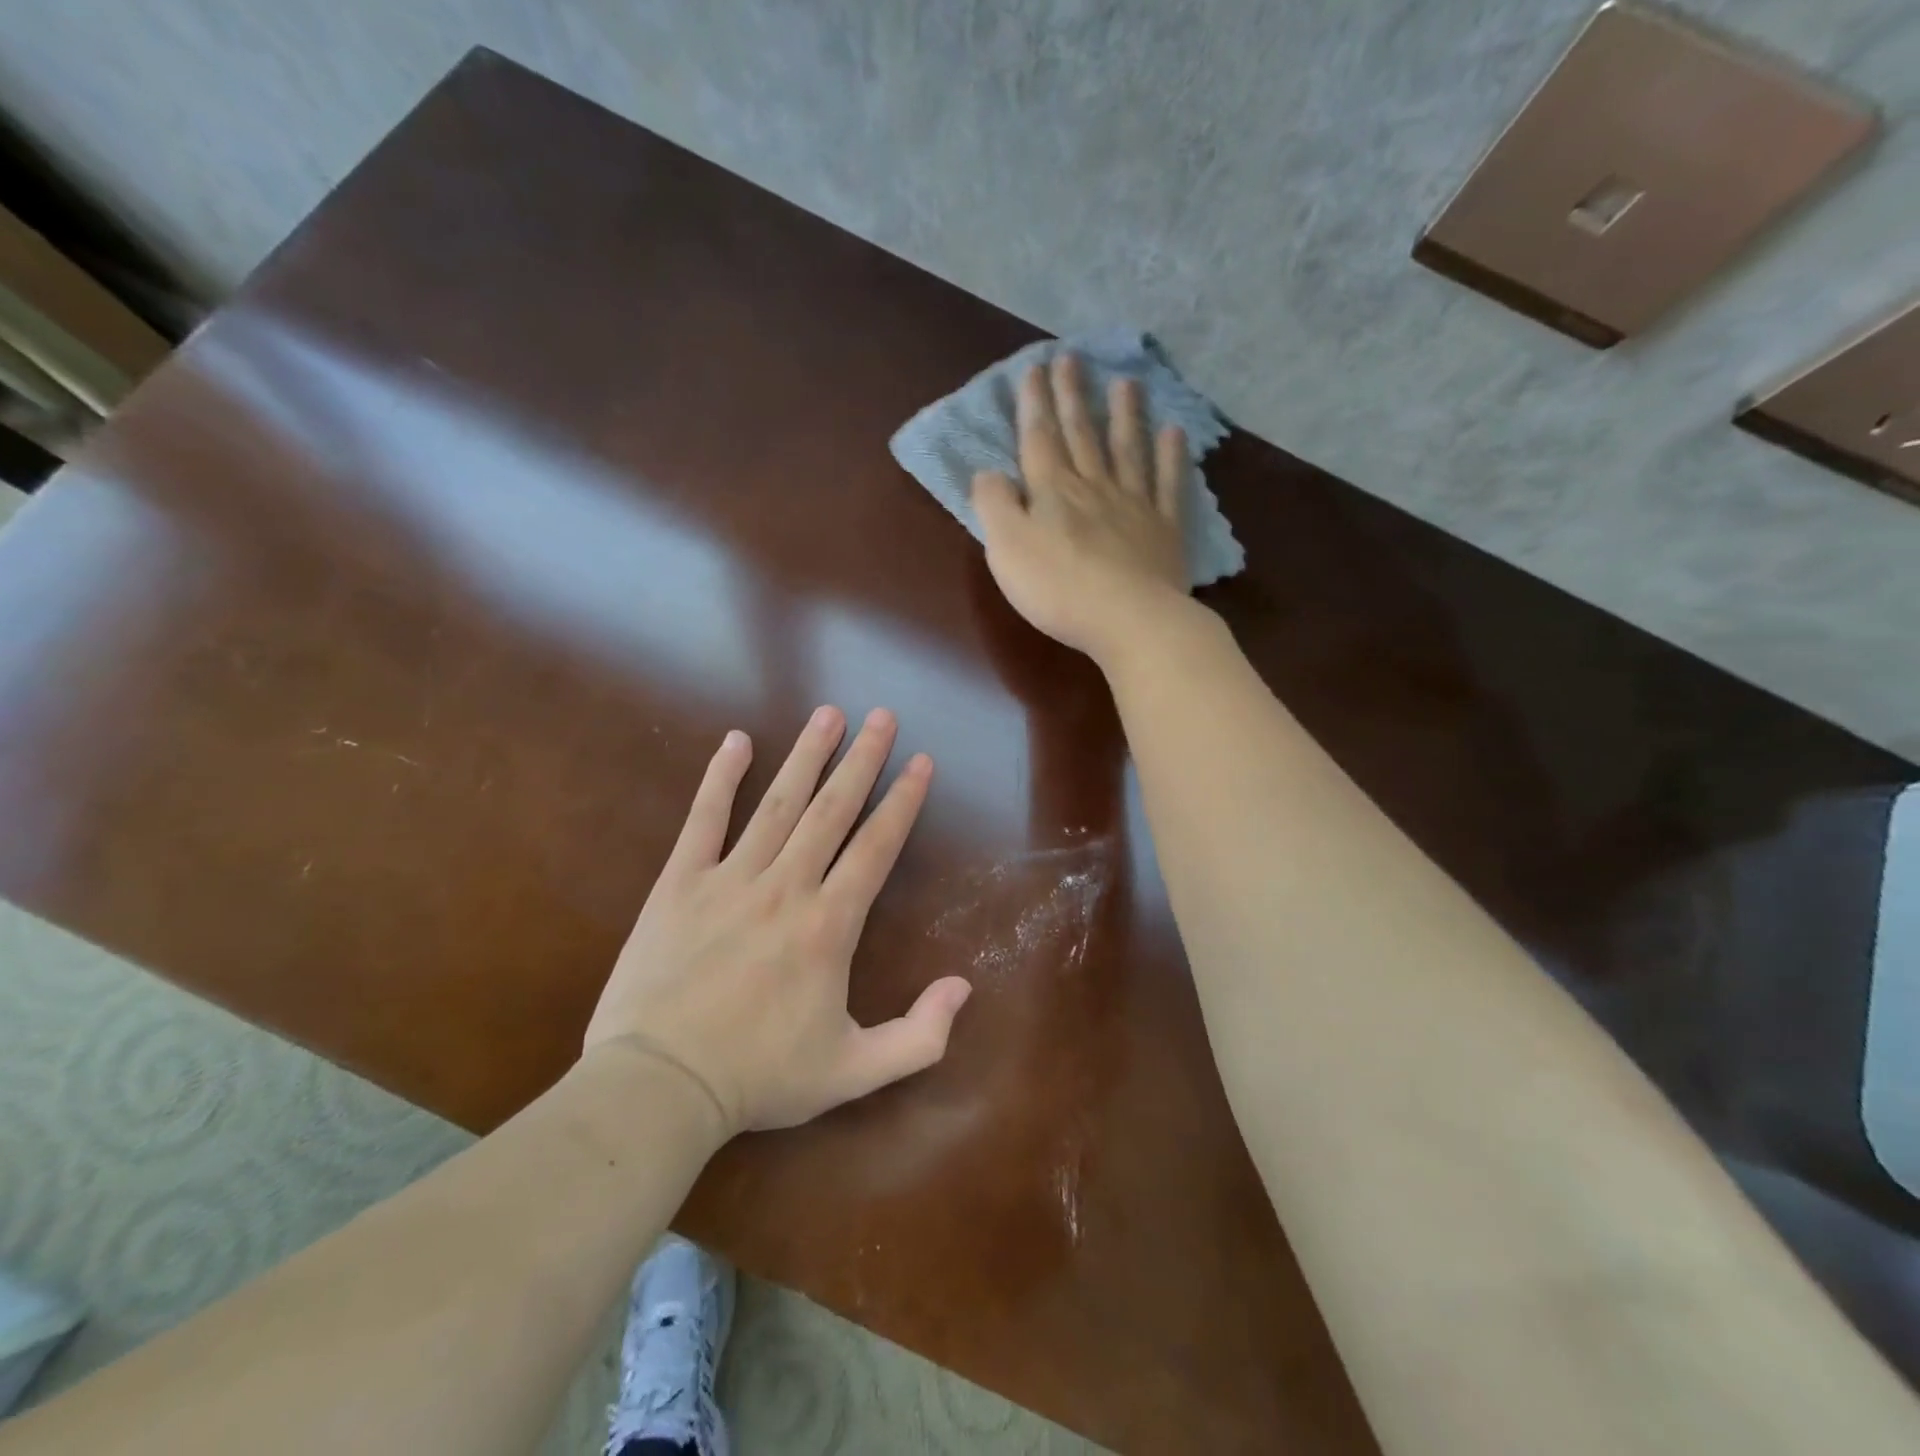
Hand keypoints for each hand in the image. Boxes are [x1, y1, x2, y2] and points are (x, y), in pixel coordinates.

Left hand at [583, 707, 971, 1136]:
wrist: (658, 1088)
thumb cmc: (759, 1078)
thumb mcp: (854, 1072)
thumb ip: (919, 1035)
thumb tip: (964, 987)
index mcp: (829, 925)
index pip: (876, 847)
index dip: (902, 801)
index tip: (920, 761)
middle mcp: (786, 887)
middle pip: (833, 810)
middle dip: (862, 759)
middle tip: (882, 716)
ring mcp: (729, 879)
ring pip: (778, 803)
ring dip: (806, 755)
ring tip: (828, 714)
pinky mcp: (679, 884)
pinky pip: (703, 819)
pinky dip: (721, 777)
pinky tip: (737, 741)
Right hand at [971, 352, 1191, 663]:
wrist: (1128, 619)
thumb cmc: (1058, 588)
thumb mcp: (1006, 548)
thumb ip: (994, 505)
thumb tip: (988, 472)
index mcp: (1052, 491)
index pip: (1038, 439)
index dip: (1034, 404)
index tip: (1035, 368)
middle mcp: (1094, 486)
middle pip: (1082, 434)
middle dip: (1073, 396)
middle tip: (1073, 357)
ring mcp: (1134, 505)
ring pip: (1127, 450)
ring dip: (1125, 414)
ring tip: (1127, 382)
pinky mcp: (1164, 530)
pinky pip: (1168, 484)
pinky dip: (1172, 457)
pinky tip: (1174, 433)